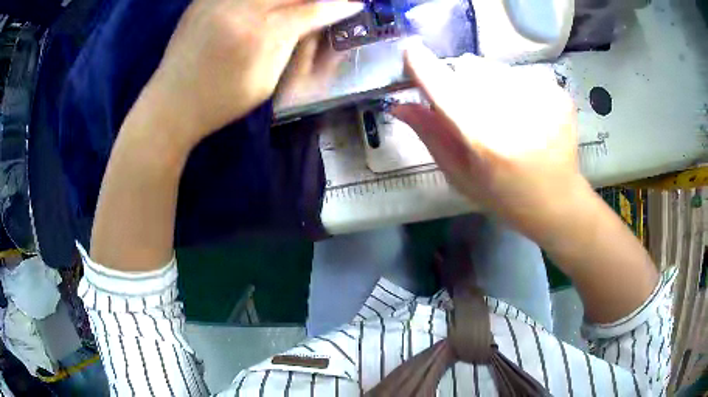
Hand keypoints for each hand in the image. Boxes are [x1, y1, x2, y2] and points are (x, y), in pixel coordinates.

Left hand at [141, 0, 362, 147]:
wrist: (171, 103)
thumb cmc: (220, 103)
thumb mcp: (265, 82)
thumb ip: (291, 46)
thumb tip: (314, 22)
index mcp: (261, 35)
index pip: (311, 10)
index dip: (338, 6)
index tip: (355, 4)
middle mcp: (241, 9)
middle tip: (328, 2)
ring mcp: (219, 0)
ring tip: (295, 6)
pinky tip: (267, 5)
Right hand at [391, 41, 579, 237]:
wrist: (557, 202)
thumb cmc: (504, 196)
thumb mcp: (460, 175)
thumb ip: (431, 135)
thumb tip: (400, 104)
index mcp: (484, 141)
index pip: (444, 89)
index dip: (423, 67)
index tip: (412, 52)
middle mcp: (513, 115)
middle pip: (470, 67)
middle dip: (461, 80)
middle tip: (474, 108)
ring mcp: (541, 100)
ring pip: (495, 67)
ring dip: (488, 82)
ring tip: (503, 114)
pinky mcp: (557, 94)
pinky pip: (520, 75)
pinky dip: (514, 88)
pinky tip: (525, 114)